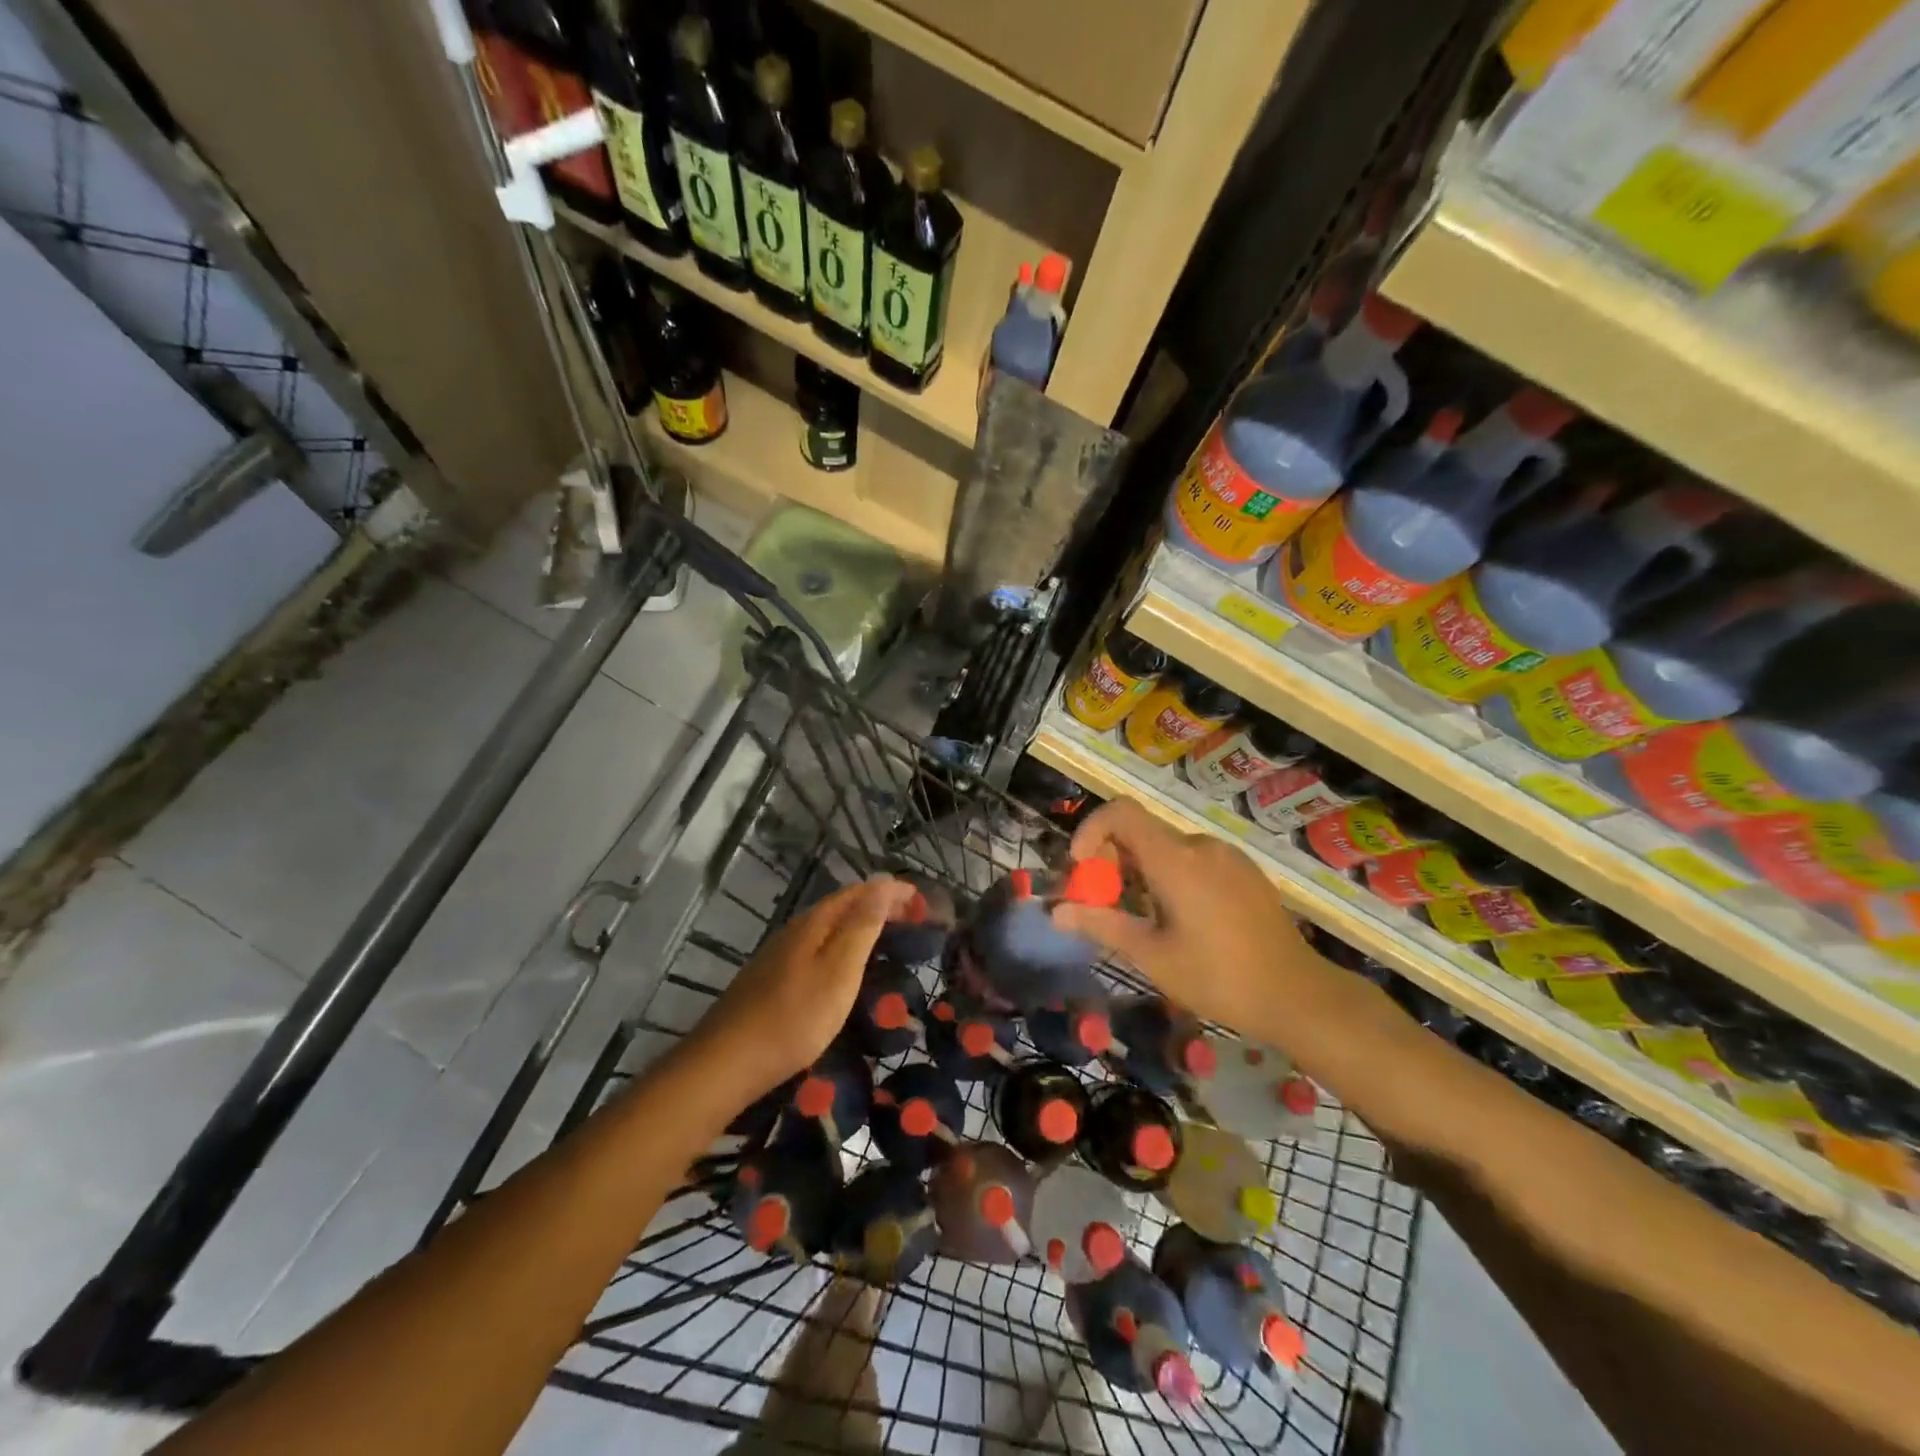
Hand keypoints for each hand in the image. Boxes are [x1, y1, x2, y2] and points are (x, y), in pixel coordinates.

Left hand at [690, 875, 916, 1097]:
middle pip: (842, 906)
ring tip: (886, 939)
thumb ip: (861, 927)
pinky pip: (816, 947)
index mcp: (814, 923)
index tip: (922, 902)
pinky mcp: (770, 979)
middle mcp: (794, 930)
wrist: (726, 1063)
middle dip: (878, 906)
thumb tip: (883, 883)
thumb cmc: (794, 1018)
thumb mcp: (839, 972)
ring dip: (859, 925)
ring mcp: (778, 954)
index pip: (859, 892)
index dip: (891, 891)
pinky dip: (841, 946)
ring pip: (827, 927)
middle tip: (912, 920)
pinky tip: (844, 968)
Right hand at [1053, 799, 1332, 1041]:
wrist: (1298, 996)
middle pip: (1141, 832)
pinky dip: (1171, 876)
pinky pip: (1194, 859)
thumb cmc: (1218, 978)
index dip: (1091, 830)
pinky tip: (1182, 920)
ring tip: (1145, 919)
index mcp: (1176, 860)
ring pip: (1167, 848)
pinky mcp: (1244, 871)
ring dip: (1142, 872)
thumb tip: (1056, 912)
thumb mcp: (1152, 956)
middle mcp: (1201, 846)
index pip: (1121, 812)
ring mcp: (1227, 856)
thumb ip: (1102, 925)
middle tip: (1106, 905)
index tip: (1082, 869)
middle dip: (1113, 861)